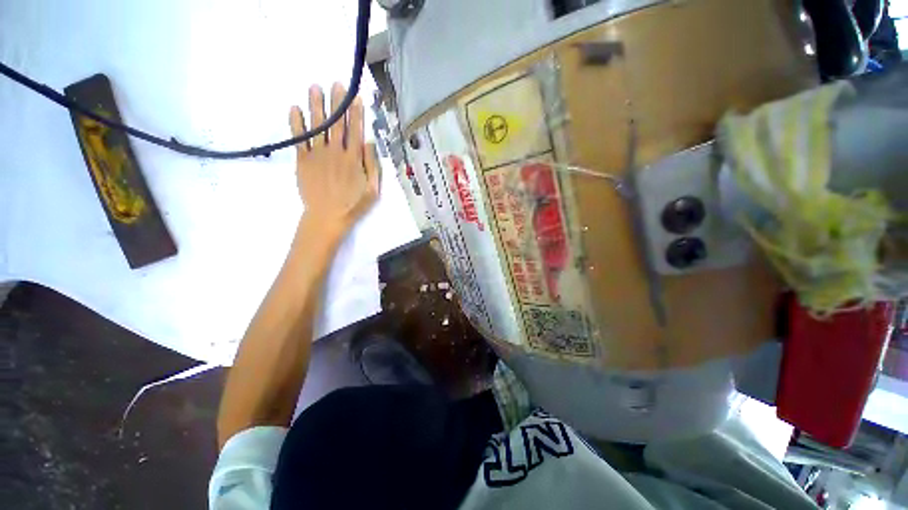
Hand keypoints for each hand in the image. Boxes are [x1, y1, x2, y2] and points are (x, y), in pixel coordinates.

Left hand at [290, 83, 378, 241]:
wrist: (327, 217)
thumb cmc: (353, 205)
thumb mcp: (373, 190)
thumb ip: (372, 166)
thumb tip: (368, 142)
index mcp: (354, 159)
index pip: (355, 131)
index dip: (356, 113)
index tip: (355, 97)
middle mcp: (336, 152)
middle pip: (337, 124)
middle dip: (337, 103)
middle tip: (335, 83)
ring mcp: (318, 155)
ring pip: (318, 126)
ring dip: (316, 106)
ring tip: (314, 87)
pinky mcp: (303, 161)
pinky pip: (299, 138)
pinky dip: (296, 123)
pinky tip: (294, 108)